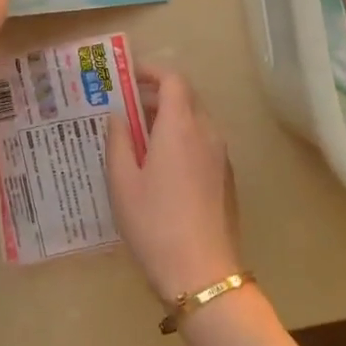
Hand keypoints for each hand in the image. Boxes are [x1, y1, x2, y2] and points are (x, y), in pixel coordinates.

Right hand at [106, 68, 242, 303]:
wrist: (202, 273)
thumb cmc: (154, 223)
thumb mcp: (122, 182)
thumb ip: (118, 141)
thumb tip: (118, 116)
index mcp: (180, 127)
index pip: (173, 80)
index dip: (151, 72)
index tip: (128, 78)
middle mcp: (207, 133)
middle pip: (186, 97)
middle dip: (157, 95)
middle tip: (127, 108)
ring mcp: (221, 157)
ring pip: (197, 121)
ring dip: (170, 119)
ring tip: (140, 139)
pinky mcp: (226, 178)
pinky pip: (204, 143)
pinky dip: (183, 139)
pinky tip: (161, 167)